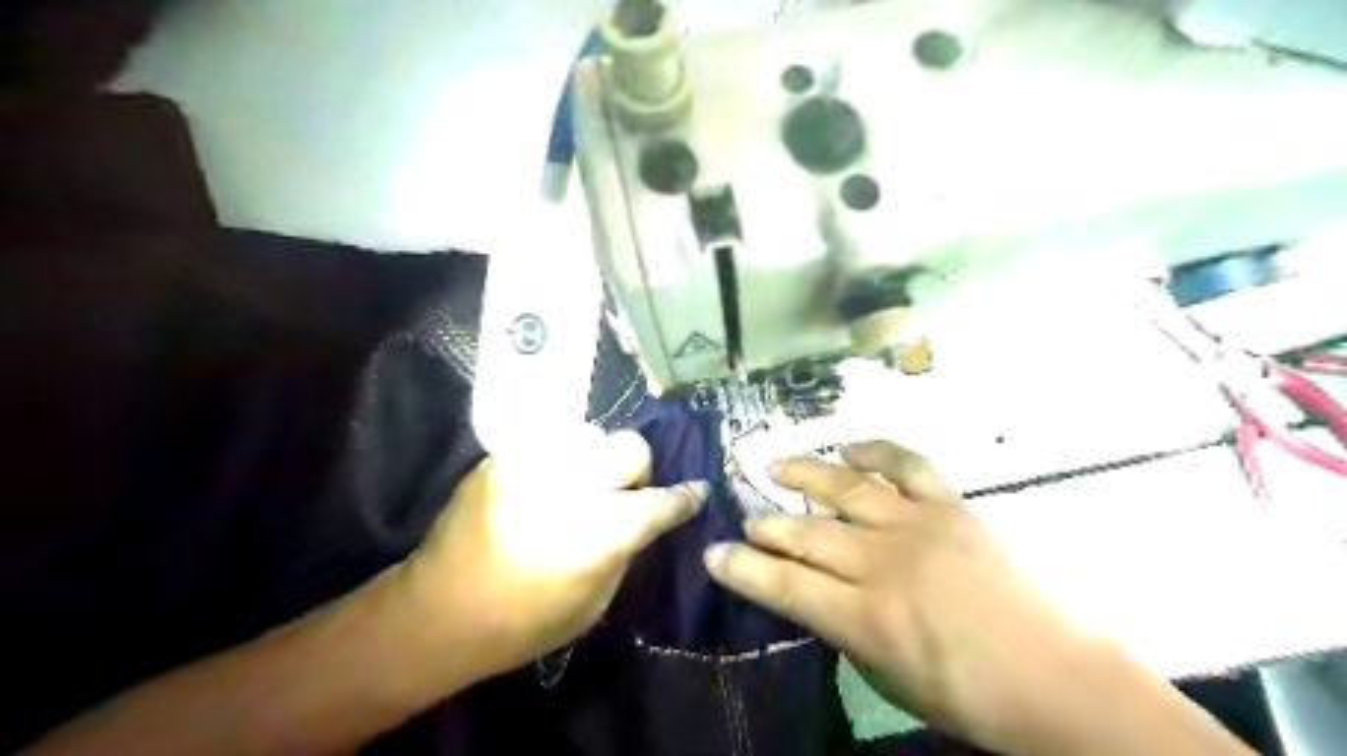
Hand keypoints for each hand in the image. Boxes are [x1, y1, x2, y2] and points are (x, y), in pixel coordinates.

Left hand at [405, 430, 709, 684]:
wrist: (438, 613)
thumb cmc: (523, 624)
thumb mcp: (594, 602)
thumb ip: (625, 549)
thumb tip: (644, 515)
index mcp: (597, 532)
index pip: (659, 502)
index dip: (685, 497)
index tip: (698, 491)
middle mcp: (569, 487)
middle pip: (628, 447)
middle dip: (636, 468)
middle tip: (622, 491)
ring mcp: (530, 466)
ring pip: (589, 434)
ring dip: (595, 459)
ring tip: (580, 484)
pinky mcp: (500, 459)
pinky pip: (549, 443)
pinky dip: (559, 461)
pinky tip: (546, 485)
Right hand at [705, 444, 1092, 748]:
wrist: (1063, 680)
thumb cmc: (973, 697)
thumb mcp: (890, 680)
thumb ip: (848, 631)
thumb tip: (821, 597)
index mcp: (867, 618)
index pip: (785, 586)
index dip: (743, 569)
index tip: (714, 554)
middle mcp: (883, 563)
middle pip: (807, 534)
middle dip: (767, 526)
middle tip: (747, 520)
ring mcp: (918, 526)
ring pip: (846, 489)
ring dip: (804, 475)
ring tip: (776, 466)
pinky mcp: (952, 507)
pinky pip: (908, 465)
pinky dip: (876, 450)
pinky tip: (850, 446)